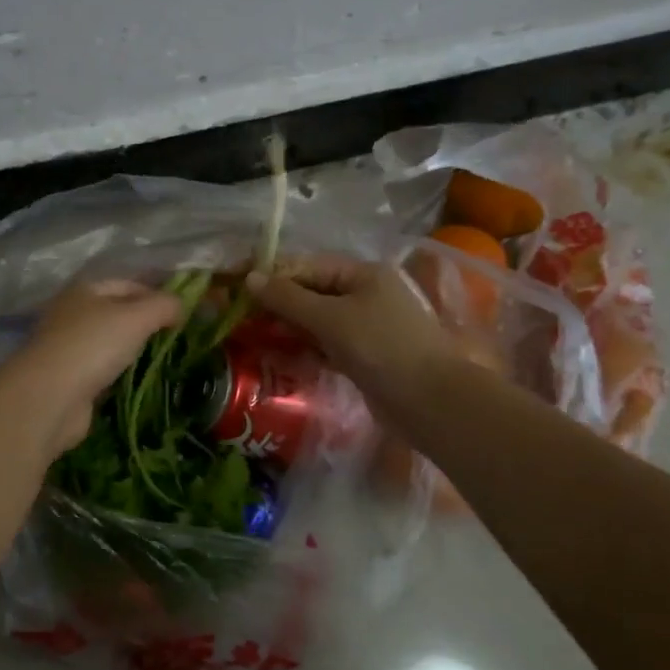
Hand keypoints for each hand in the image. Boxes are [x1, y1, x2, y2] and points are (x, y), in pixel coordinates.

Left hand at [11, 279, 183, 455]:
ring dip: (134, 352)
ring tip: (165, 361)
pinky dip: (120, 375)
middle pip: (118, 313)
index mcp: (85, 290)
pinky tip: (139, 382)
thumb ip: (163, 305)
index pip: (129, 284)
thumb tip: (181, 305)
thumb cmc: (93, 346)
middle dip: (146, 325)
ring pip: (110, 344)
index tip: (184, 315)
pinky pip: (103, 371)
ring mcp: (69, 347)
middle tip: (178, 339)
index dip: (157, 295)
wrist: (50, 397)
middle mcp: (73, 313)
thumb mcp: (136, 317)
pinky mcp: (69, 379)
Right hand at [246, 257, 463, 426]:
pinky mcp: (365, 356)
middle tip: (243, 318)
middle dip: (280, 304)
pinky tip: (281, 356)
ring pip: (318, 320)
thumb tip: (249, 278)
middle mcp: (366, 294)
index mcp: (363, 274)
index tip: (239, 290)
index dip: (274, 277)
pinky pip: (327, 345)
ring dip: (290, 327)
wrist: (430, 402)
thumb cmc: (381, 347)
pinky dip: (306, 348)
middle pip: (313, 292)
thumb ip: (288, 298)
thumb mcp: (330, 318)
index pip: (309, 267)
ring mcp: (367, 327)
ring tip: (255, 336)